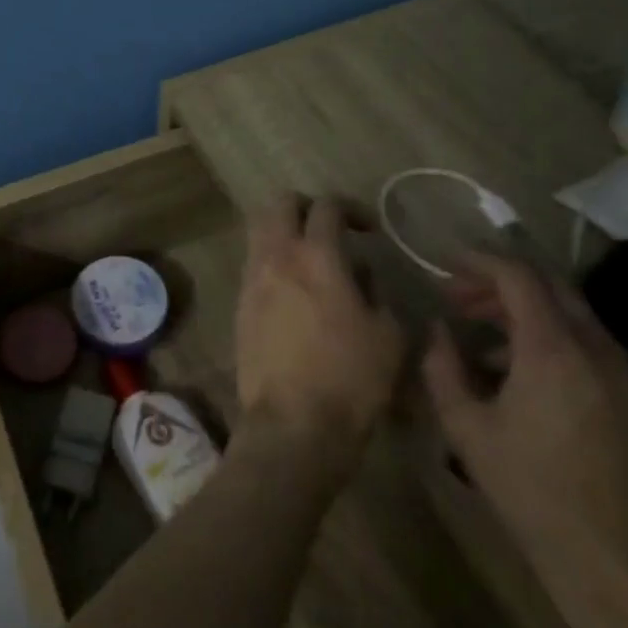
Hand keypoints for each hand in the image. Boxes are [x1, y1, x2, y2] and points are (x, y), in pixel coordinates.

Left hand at [235, 194, 405, 479]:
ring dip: (284, 232)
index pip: (327, 207)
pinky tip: (293, 290)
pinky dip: (272, 261)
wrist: (293, 423)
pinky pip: (253, 263)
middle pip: (280, 204)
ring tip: (310, 259)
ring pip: (259, 231)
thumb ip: (375, 291)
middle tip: (330, 227)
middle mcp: (277, 256)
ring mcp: (252, 279)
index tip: (368, 229)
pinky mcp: (239, 304)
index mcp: (317, 257)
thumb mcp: (388, 335)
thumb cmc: (351, 379)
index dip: (351, 208)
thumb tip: (359, 274)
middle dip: (305, 206)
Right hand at [421, 254, 627, 623]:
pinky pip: (582, 342)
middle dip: (499, 281)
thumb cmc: (532, 491)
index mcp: (553, 348)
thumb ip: (442, 366)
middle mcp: (594, 348)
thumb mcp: (466, 427)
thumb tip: (437, 330)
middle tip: (457, 296)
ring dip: (521, 308)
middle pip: (548, 285)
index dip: (478, 261)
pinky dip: (544, 334)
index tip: (443, 265)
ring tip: (476, 329)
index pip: (518, 275)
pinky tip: (510, 368)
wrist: (618, 566)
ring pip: (568, 312)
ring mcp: (619, 373)